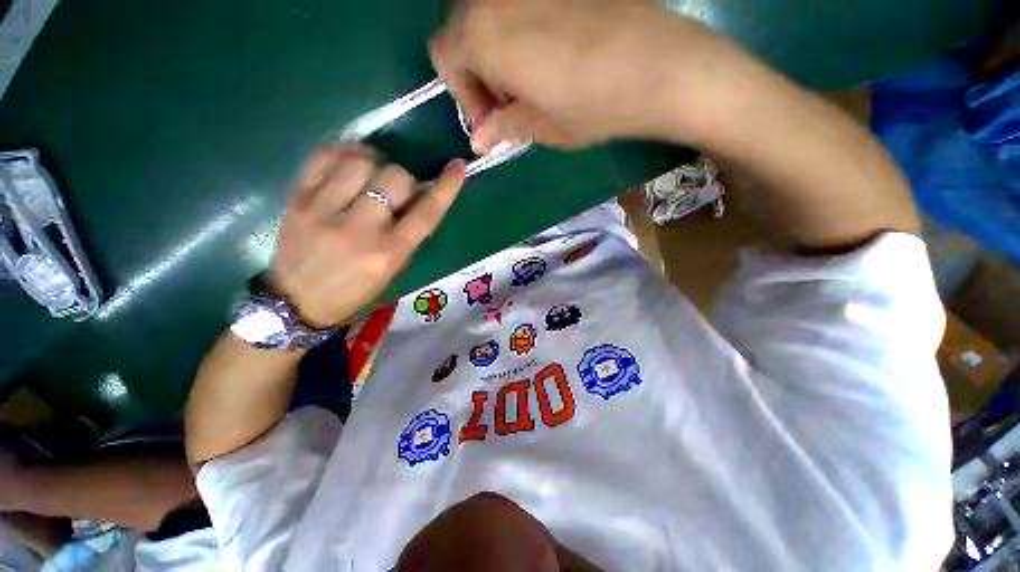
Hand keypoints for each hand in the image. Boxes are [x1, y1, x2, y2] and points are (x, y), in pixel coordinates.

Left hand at [272, 145, 465, 326]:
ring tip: (372, 173)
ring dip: (375, 162)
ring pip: (360, 161)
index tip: (457, 167)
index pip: (426, 212)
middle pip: (395, 177)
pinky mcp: (297, 198)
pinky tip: (350, 164)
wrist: (297, 301)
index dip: (446, 187)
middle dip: (404, 178)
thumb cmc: (356, 290)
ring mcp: (323, 210)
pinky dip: (346, 152)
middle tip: (396, 189)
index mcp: (389, 253)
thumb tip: (423, 193)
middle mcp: (359, 230)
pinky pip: (325, 155)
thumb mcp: (393, 268)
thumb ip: (410, 232)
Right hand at [429, 0, 721, 151]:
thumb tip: (479, 141)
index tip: (490, 117)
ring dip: (497, 53)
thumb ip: (503, 126)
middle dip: (477, 72)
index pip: (444, 57)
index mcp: (483, 34)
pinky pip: (520, 7)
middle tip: (507, 103)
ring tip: (529, 84)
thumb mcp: (541, 126)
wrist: (660, 66)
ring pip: (490, 17)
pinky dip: (520, 35)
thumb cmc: (592, 105)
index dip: (463, 93)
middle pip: (463, 32)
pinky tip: (549, 59)